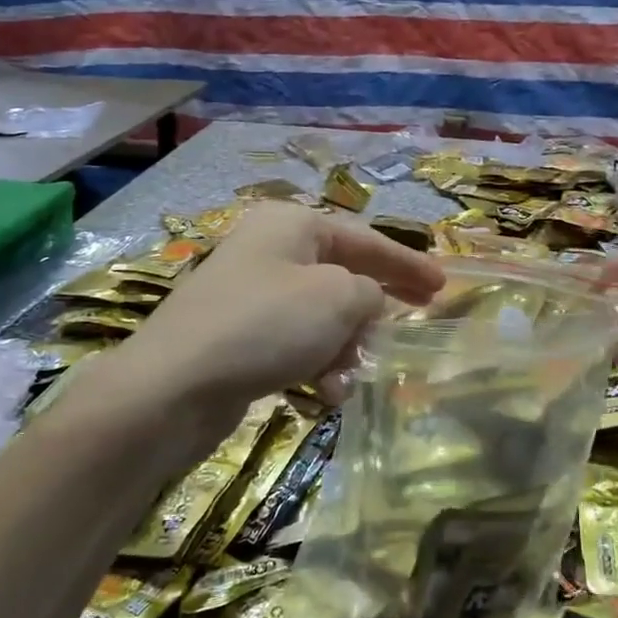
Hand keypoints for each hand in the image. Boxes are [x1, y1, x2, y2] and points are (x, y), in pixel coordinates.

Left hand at [116, 202, 444, 422]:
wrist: (173, 386)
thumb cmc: (266, 325)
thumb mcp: (337, 298)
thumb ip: (370, 293)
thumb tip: (366, 304)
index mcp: (292, 225)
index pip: (365, 239)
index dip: (407, 264)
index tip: (443, 286)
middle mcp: (270, 251)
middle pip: (342, 275)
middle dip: (375, 306)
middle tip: (418, 320)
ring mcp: (249, 295)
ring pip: (319, 316)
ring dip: (344, 345)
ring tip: (350, 372)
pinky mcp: (236, 337)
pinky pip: (293, 344)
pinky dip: (314, 364)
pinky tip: (323, 392)